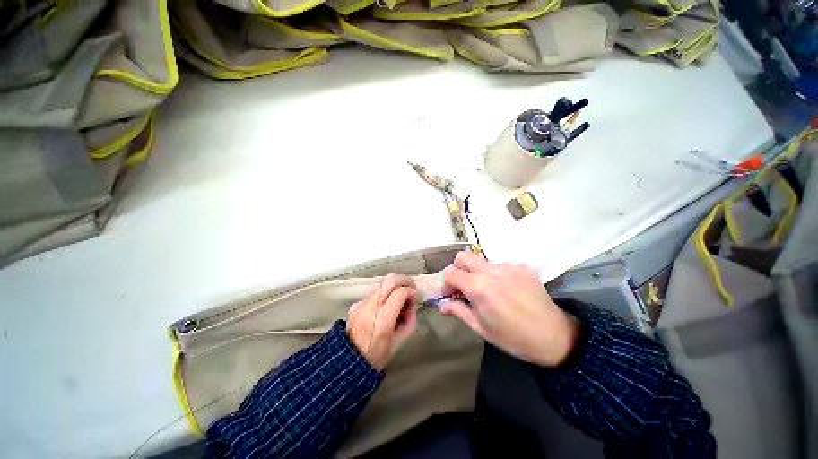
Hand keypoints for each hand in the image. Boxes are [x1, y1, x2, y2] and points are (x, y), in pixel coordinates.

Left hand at [347, 274, 417, 370]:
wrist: (347, 362)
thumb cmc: (376, 356)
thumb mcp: (398, 342)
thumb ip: (409, 322)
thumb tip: (412, 305)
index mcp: (383, 319)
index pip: (400, 292)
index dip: (411, 291)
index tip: (416, 297)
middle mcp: (371, 306)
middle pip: (390, 280)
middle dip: (405, 280)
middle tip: (412, 287)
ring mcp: (362, 303)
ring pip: (382, 282)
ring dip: (395, 285)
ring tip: (401, 295)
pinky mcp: (356, 303)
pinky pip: (375, 291)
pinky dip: (386, 291)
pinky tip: (388, 302)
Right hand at [441, 252, 579, 366]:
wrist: (554, 337)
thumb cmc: (513, 337)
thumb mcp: (481, 328)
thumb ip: (459, 311)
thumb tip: (443, 305)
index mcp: (478, 286)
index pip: (451, 272)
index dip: (446, 283)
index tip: (450, 293)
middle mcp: (491, 270)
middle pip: (463, 256)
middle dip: (458, 268)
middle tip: (464, 285)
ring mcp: (508, 266)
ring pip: (483, 261)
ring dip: (479, 272)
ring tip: (489, 290)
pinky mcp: (522, 267)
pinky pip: (501, 265)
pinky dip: (497, 274)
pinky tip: (507, 289)